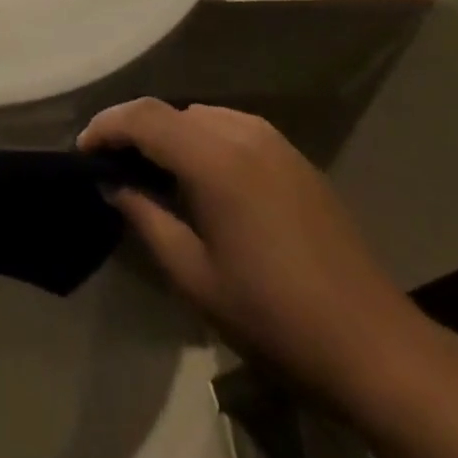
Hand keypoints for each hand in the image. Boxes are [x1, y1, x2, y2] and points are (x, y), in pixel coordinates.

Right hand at [79, 100, 427, 403]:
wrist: (374, 345)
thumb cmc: (273, 316)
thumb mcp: (192, 274)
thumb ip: (145, 217)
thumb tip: (113, 185)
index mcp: (215, 158)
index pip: (143, 117)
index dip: (105, 127)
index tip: (83, 152)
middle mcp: (243, 134)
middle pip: (171, 112)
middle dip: (134, 130)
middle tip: (111, 167)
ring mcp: (275, 142)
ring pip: (201, 117)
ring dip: (169, 134)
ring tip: (152, 173)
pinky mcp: (295, 158)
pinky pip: (232, 130)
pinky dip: (202, 141)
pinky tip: (200, 180)